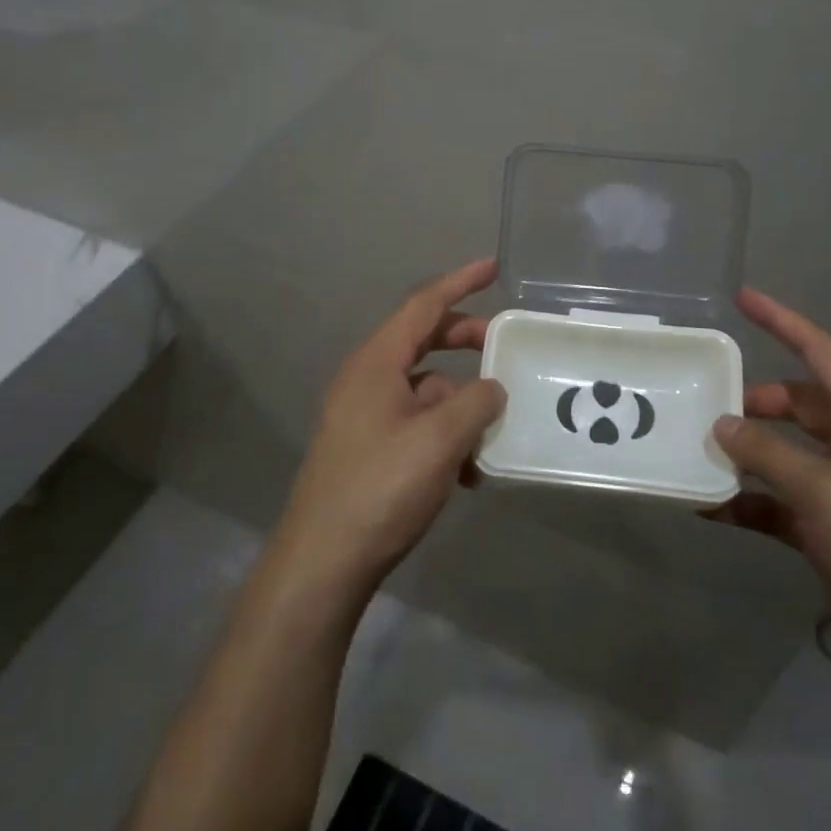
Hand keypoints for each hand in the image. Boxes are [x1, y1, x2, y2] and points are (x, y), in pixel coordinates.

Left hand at [270, 259, 505, 597]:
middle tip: (505, 347)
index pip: (423, 306)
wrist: (324, 562)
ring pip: (425, 390)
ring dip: (462, 404)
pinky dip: (446, 436)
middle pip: (424, 343)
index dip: (460, 282)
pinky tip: (468, 475)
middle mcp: (367, 380)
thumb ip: (476, 402)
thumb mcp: (440, 439)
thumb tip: (492, 388)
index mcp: (377, 363)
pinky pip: (417, 425)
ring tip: (493, 434)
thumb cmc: (381, 487)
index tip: (493, 267)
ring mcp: (365, 416)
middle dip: (466, 343)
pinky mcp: (369, 449)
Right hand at [708, 289, 830, 701]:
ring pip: (785, 455)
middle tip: (709, 403)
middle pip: (801, 407)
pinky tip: (708, 507)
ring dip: (747, 453)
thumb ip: (769, 454)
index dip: (786, 323)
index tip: (744, 298)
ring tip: (699, 450)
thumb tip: (722, 424)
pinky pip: (777, 504)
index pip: (825, 357)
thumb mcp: (825, 493)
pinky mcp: (828, 535)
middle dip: (757, 401)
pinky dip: (746, 502)